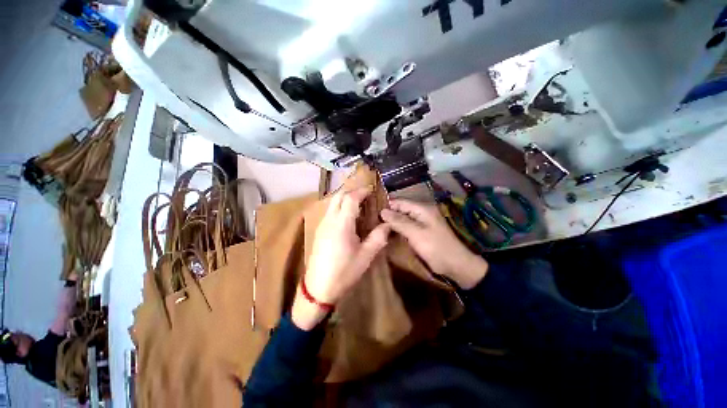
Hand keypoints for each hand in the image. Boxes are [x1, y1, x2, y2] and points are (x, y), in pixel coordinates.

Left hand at [292, 187, 390, 329]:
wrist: (318, 288)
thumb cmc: (343, 272)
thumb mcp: (365, 256)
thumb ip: (378, 238)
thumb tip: (388, 225)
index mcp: (341, 224)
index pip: (350, 198)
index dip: (362, 191)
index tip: (372, 190)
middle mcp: (329, 220)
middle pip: (338, 195)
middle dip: (352, 191)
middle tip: (366, 195)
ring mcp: (322, 224)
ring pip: (332, 202)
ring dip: (345, 198)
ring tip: (359, 204)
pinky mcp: (319, 231)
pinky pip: (330, 211)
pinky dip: (339, 206)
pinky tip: (348, 217)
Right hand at [380, 199, 487, 288]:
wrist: (456, 264)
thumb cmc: (436, 247)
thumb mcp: (415, 233)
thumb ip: (399, 221)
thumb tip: (382, 211)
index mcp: (422, 208)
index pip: (400, 201)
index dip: (387, 206)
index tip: (372, 213)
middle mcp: (422, 211)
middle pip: (401, 208)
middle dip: (389, 214)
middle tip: (373, 221)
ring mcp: (422, 221)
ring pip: (403, 217)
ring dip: (393, 222)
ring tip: (378, 227)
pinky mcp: (422, 230)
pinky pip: (407, 225)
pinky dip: (399, 228)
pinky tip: (390, 232)